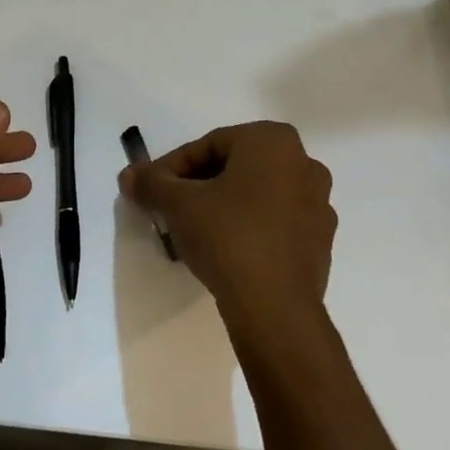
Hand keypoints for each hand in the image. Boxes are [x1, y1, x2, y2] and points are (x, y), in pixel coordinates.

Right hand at [119, 122, 335, 336]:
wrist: (275, 307)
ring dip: (222, 205)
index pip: (209, 145)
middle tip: (169, 207)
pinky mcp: (320, 241)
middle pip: (235, 166)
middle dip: (198, 184)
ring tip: (193, 230)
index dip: (173, 166)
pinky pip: (275, 221)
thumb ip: (151, 183)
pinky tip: (224, 249)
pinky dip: (248, 226)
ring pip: (256, 194)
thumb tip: (128, 175)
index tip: (151, 189)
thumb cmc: (227, 236)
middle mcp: (304, 163)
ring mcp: (318, 204)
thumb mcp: (178, 204)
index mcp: (272, 141)